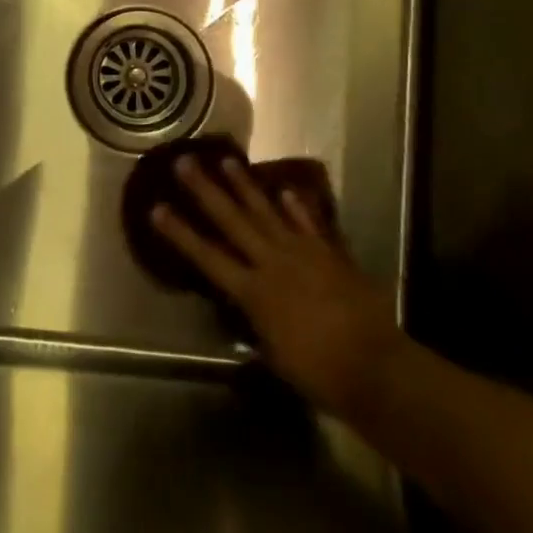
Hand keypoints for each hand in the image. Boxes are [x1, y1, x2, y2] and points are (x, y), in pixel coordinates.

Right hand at [152, 155, 399, 418]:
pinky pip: (308, 223)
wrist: (375, 367)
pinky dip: (297, 207)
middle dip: (205, 190)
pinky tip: (286, 190)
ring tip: (227, 160)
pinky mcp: (329, 253)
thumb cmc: (317, 372)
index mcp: (252, 291)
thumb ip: (256, 323)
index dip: (180, 233)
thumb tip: (246, 309)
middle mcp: (272, 262)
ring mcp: (302, 253)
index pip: (207, 256)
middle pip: (232, 220)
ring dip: (244, 185)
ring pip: (266, 211)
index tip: (157, 208)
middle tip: (185, 161)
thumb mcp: (273, 354)